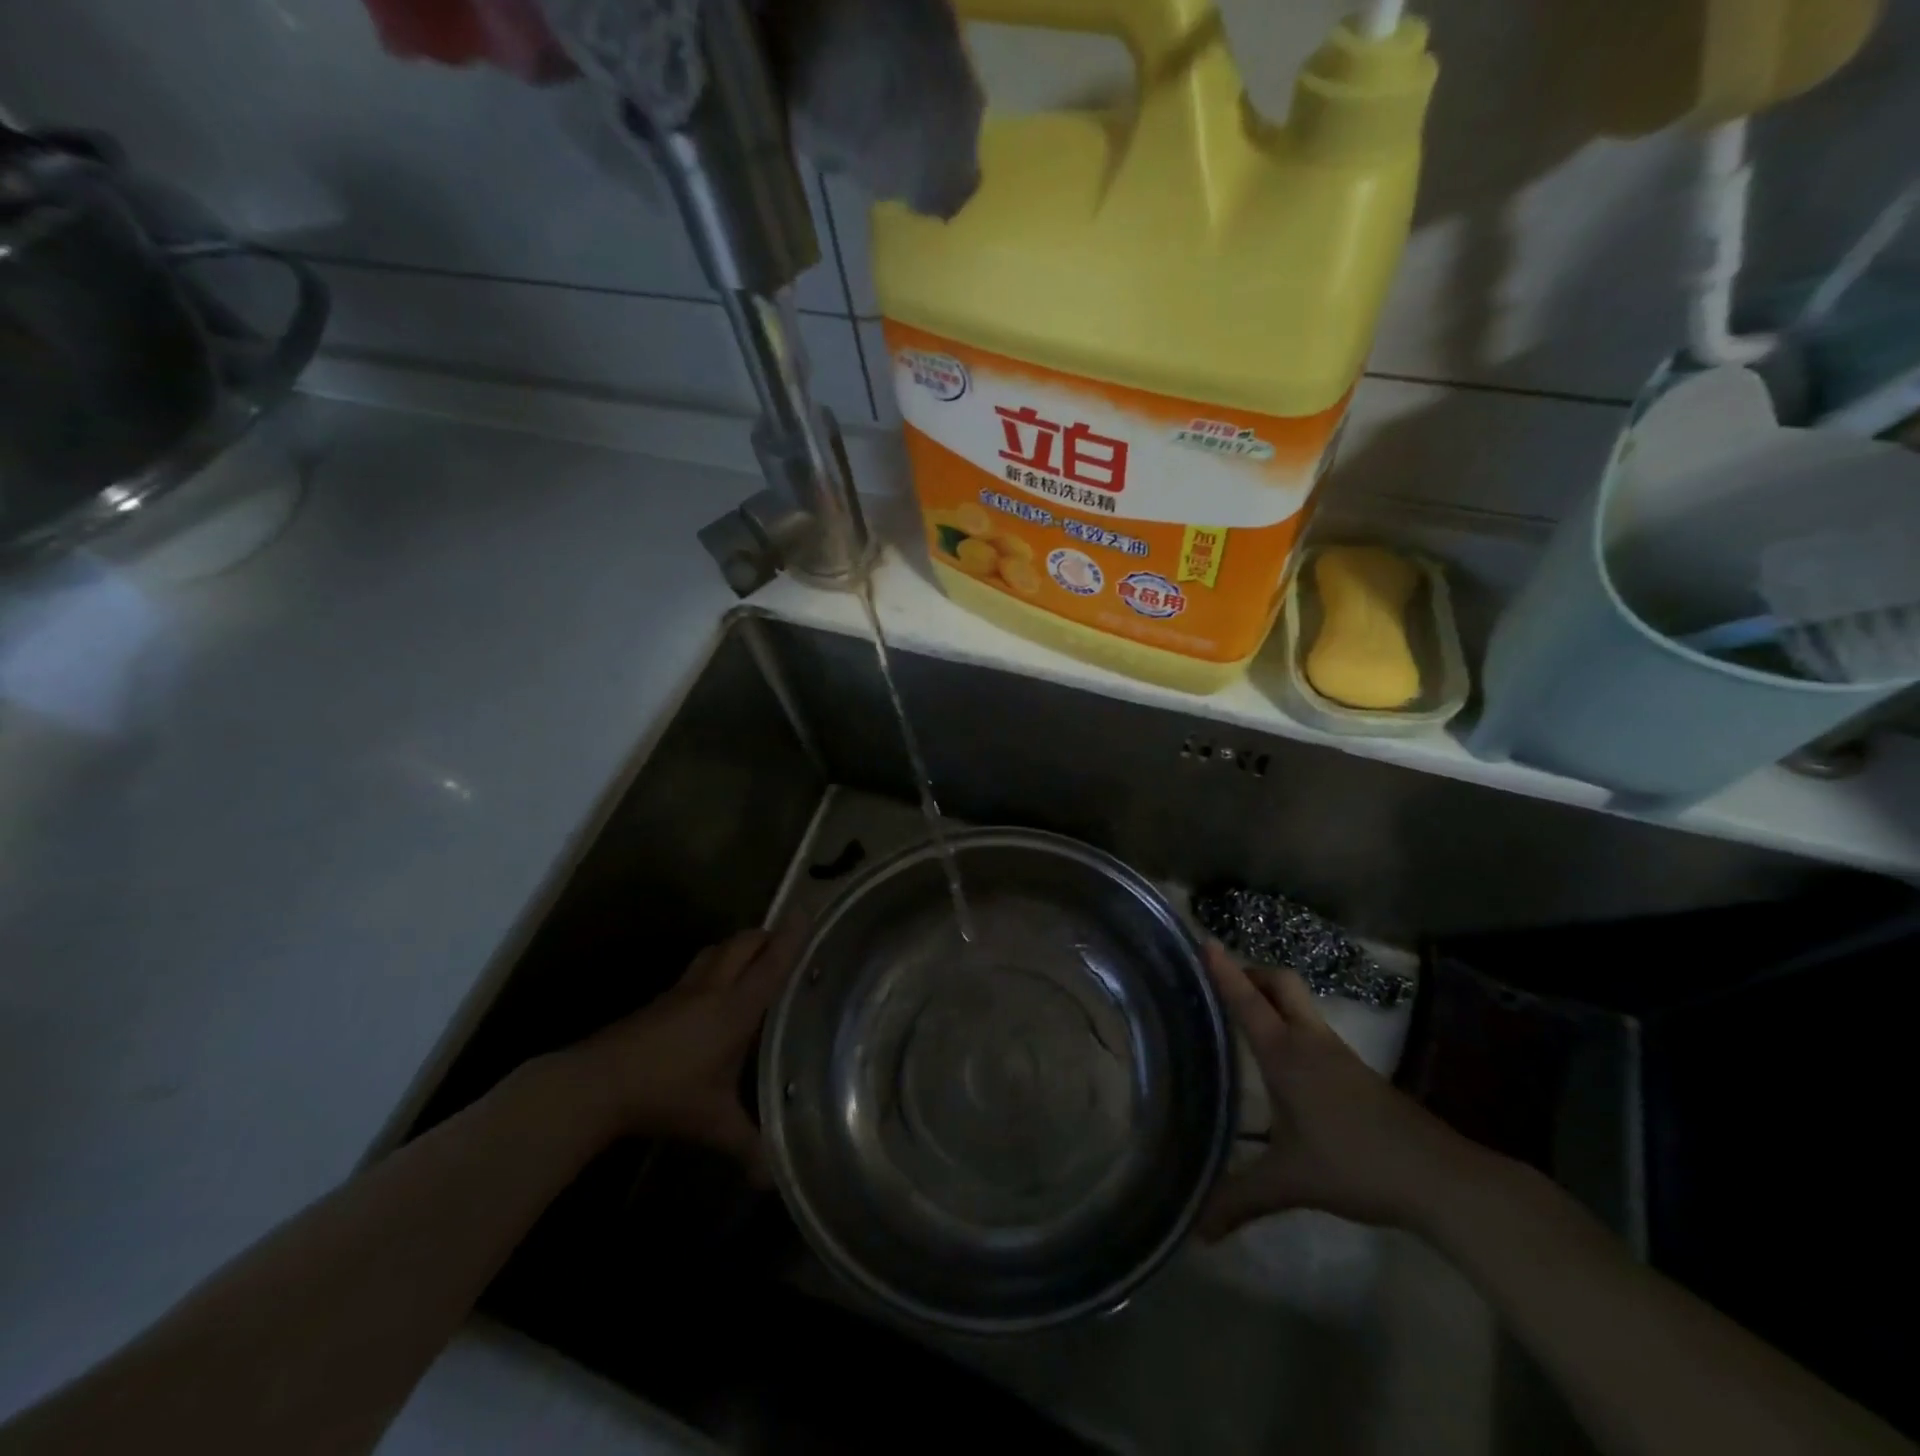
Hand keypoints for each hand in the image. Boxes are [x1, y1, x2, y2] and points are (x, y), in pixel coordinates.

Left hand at [561, 925, 802, 1178]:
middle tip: (785, 943)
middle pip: (743, 943)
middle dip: (766, 936)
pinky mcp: (660, 1001)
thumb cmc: (666, 1095)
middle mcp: (712, 989)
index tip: (808, 910)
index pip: (771, 964)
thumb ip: (748, 1146)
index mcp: (735, 1008)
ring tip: (752, 961)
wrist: (596, 1084)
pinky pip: (697, 970)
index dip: (791, 937)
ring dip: (737, 948)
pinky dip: (714, 967)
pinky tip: (713, 995)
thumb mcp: (713, 1123)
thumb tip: (774, 1180)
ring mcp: (682, 991)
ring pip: (716, 951)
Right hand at [1201, 942, 1479, 1238]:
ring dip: (1273, 997)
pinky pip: (1314, 1029)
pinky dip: (1291, 1023)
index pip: (1248, 1002)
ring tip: (1246, 1015)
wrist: (1438, 1178)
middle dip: (1252, 973)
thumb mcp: (1289, 1183)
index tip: (1205, 941)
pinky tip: (1286, 1060)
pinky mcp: (1357, 1072)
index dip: (1224, 971)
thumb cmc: (1354, 1165)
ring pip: (1300, 1004)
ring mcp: (1338, 1054)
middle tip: (1224, 982)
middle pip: (1281, 983)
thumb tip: (1197, 1231)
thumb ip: (1240, 1200)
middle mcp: (1310, 1042)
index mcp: (1286, 1055)